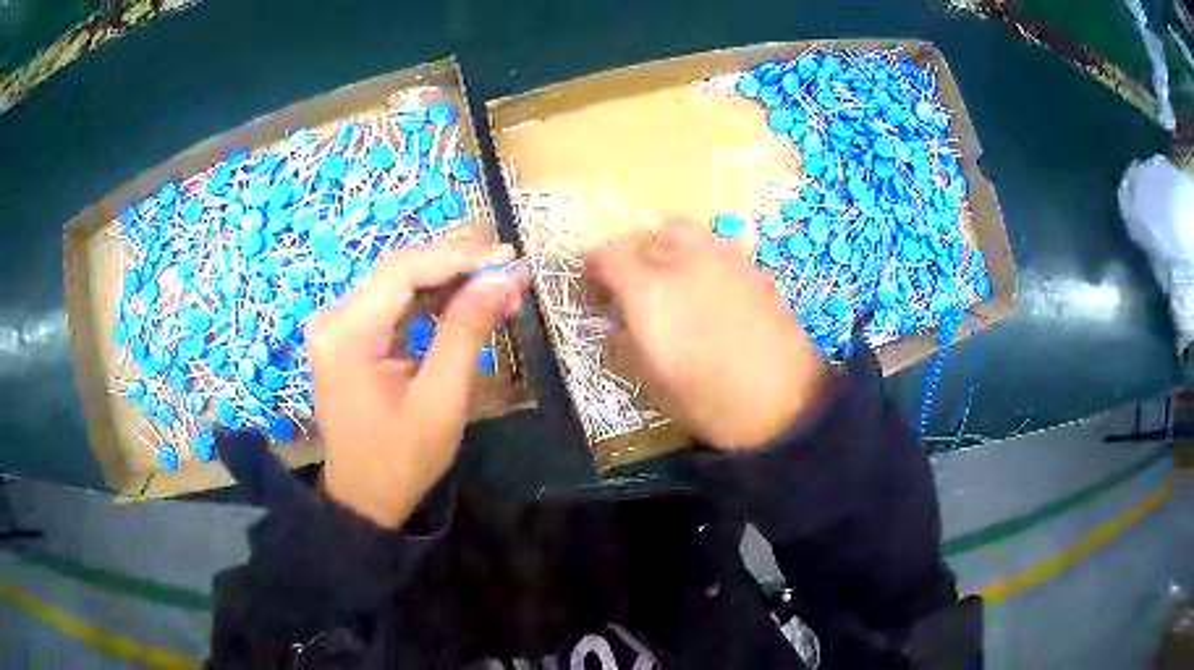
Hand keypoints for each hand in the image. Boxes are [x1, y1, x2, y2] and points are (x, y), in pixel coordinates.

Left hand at [307, 241, 524, 527]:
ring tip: (496, 287)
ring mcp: (338, 325)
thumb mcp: (441, 400)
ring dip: (447, 281)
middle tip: (508, 270)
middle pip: (399, 270)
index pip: (404, 270)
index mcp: (347, 333)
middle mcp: (334, 318)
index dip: (458, 257)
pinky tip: (463, 303)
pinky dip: (430, 301)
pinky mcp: (347, 336)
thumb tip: (502, 280)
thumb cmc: (402, 459)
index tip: (507, 257)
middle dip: (456, 266)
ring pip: (398, 283)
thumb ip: (466, 333)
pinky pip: (392, 304)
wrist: (364, 497)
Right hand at [585, 221, 828, 450]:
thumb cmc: (712, 403)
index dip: (592, 268)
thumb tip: (615, 320)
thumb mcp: (653, 383)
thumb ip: (626, 341)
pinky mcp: (752, 265)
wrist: (788, 404)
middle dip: (627, 256)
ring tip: (667, 277)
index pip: (607, 255)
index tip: (593, 290)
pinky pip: (712, 244)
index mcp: (650, 291)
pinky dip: (697, 255)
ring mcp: (722, 258)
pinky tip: (705, 286)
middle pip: (643, 236)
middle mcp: (684, 261)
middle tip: (628, 286)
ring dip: (663, 246)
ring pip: (680, 230)